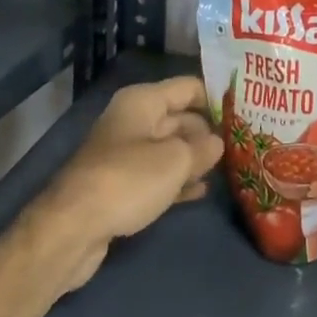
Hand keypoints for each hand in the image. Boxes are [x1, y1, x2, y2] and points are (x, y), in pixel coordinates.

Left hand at [31, 76, 222, 293]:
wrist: (72, 229)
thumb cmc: (128, 180)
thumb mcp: (175, 160)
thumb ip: (203, 148)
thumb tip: (217, 143)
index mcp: (143, 101)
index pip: (189, 87)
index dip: (216, 97)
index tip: (244, 111)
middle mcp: (133, 120)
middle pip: (179, 117)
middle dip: (207, 131)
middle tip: (241, 144)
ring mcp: (124, 153)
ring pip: (169, 148)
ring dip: (194, 158)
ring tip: (228, 168)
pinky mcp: (119, 185)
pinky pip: (156, 175)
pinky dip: (177, 180)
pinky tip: (200, 191)